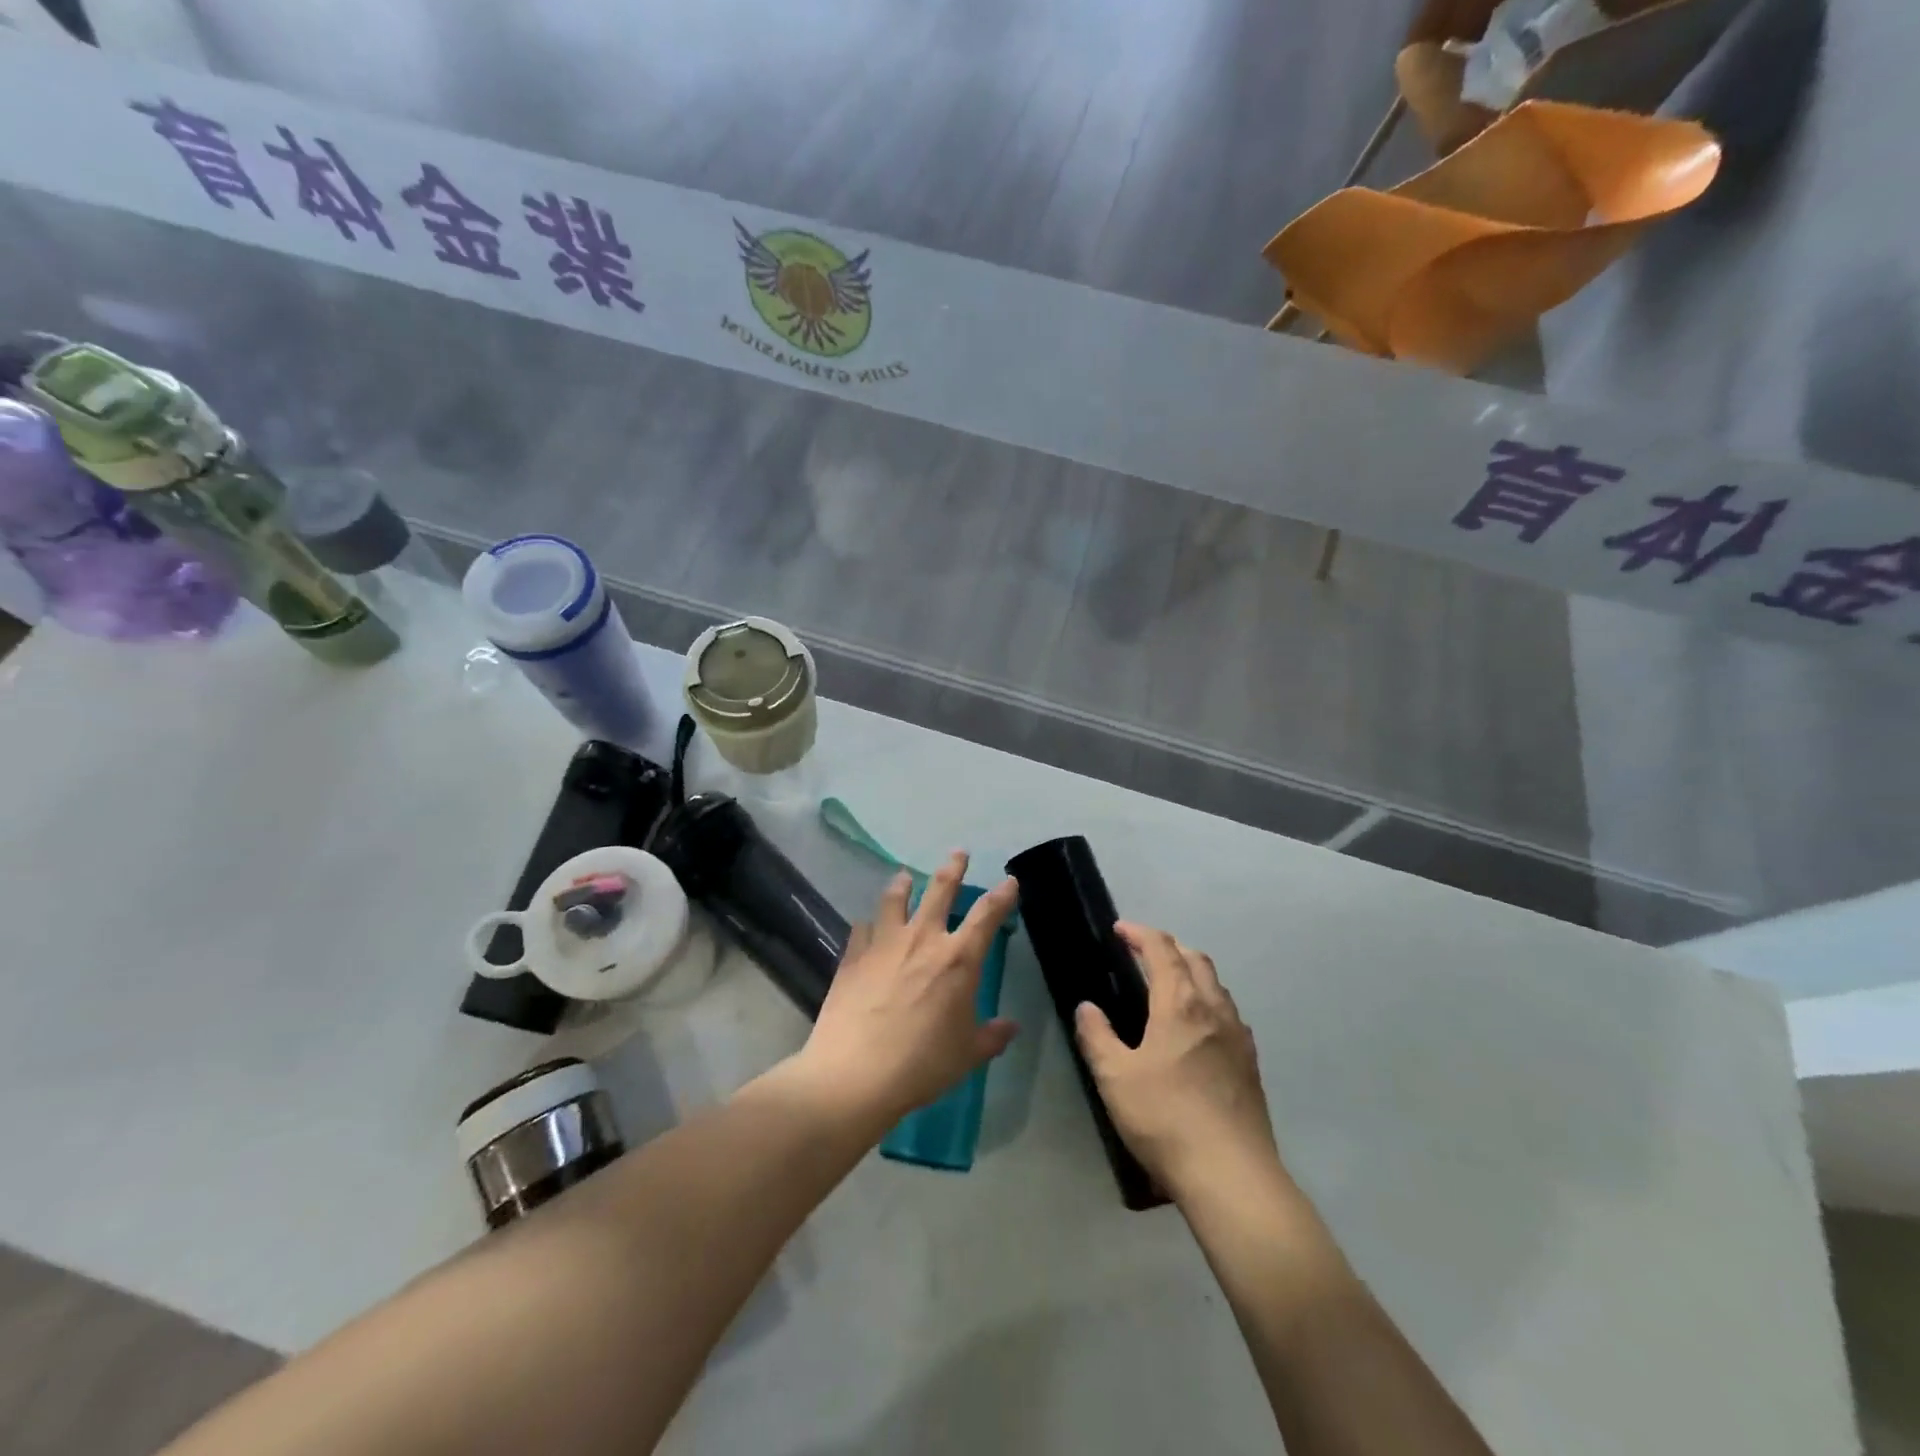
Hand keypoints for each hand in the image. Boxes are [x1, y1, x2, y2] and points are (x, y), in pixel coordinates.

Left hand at [793, 853, 1018, 1131]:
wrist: (855, 1073)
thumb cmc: (922, 1064)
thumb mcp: (967, 1055)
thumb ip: (991, 1036)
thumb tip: (1010, 1026)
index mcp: (958, 960)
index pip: (987, 916)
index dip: (1002, 896)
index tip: (1009, 881)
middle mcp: (923, 940)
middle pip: (940, 891)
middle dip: (952, 868)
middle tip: (958, 852)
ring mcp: (884, 944)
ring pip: (895, 900)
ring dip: (903, 885)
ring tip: (905, 877)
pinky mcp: (853, 956)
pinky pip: (862, 929)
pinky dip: (868, 925)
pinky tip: (866, 926)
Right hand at [1075, 923, 1285, 1202]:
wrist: (1232, 1175)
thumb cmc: (1165, 1118)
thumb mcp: (1114, 1078)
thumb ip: (1097, 1036)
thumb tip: (1087, 1007)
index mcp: (1180, 1003)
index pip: (1162, 949)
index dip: (1140, 933)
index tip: (1120, 930)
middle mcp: (1214, 1009)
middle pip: (1195, 959)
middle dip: (1168, 947)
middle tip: (1142, 953)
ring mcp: (1239, 1036)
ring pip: (1217, 985)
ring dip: (1192, 972)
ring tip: (1169, 985)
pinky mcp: (1251, 1064)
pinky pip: (1229, 1014)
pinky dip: (1209, 1002)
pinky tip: (1199, 1029)